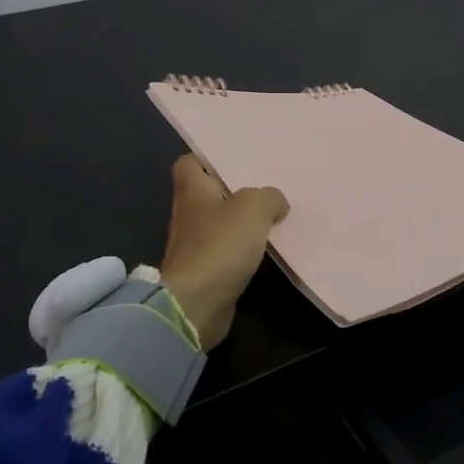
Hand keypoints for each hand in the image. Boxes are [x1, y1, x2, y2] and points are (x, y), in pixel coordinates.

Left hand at [158, 155, 289, 349]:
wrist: (196, 304)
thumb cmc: (219, 245)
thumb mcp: (253, 208)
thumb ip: (269, 197)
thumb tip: (276, 203)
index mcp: (192, 191)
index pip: (189, 164)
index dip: (207, 159)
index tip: (235, 162)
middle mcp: (188, 215)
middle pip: (208, 195)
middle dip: (233, 192)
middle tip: (265, 189)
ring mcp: (193, 247)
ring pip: (219, 225)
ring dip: (240, 224)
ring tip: (272, 219)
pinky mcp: (204, 274)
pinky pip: (226, 254)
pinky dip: (242, 252)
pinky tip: (264, 252)